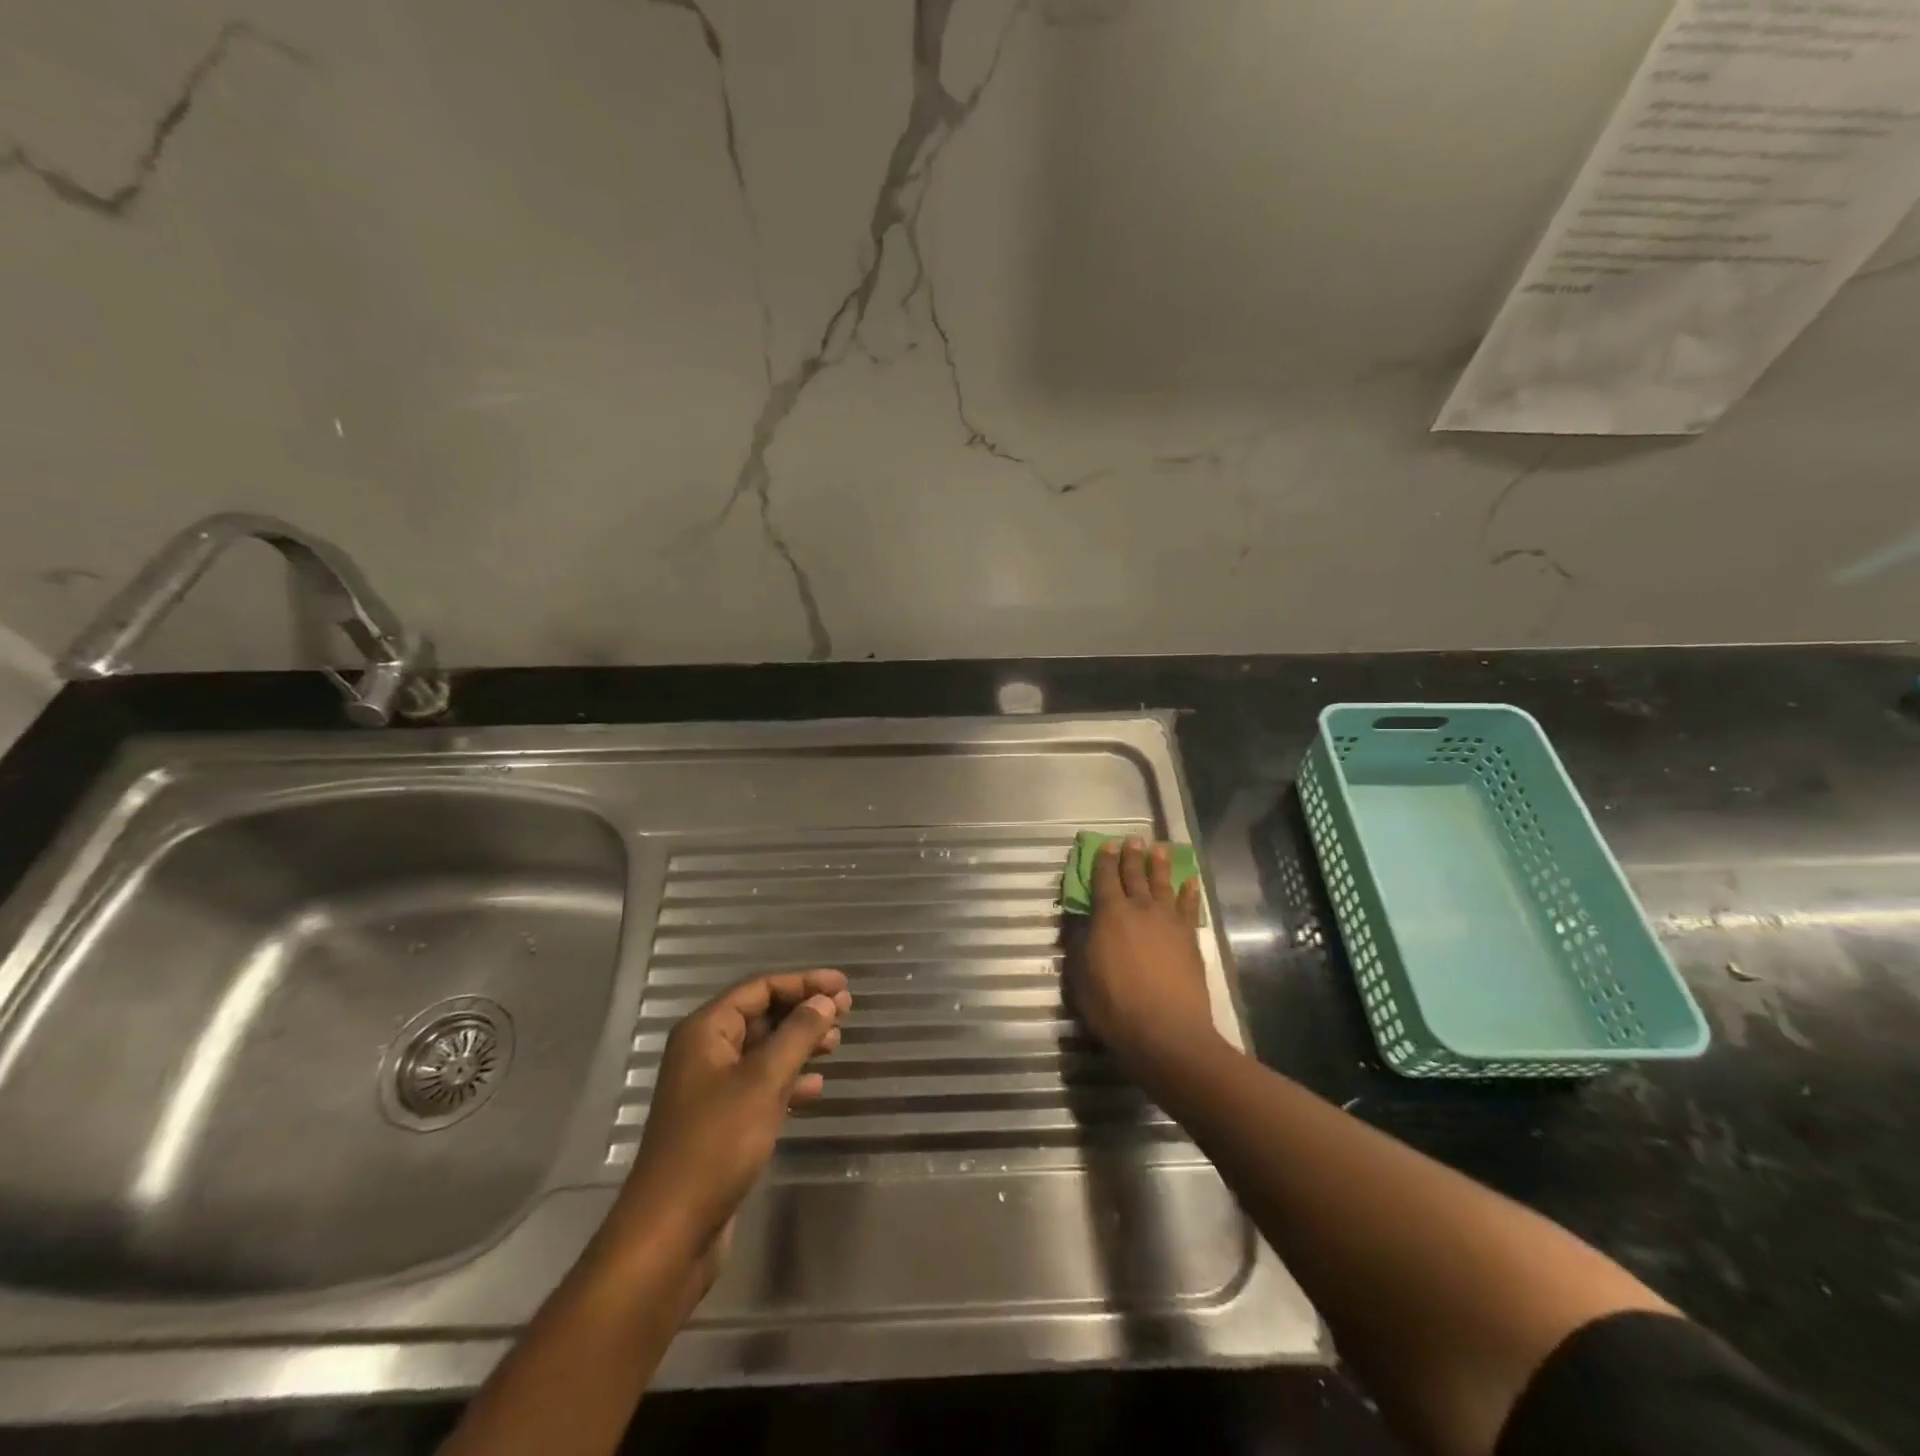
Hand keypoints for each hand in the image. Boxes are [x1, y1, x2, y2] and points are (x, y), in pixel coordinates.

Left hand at [604, 971, 852, 1273]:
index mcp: (705, 1032)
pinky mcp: (721, 1122)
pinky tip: (815, 1088)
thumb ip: (797, 1035)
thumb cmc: (716, 1144)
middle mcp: (705, 1052)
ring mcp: (711, 1089)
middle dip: (803, 1011)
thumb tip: (825, 1001)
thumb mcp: (763, 1081)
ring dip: (799, 1044)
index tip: (842, 985)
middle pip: (761, 1016)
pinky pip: (761, 1085)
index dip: (802, 982)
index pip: (759, 988)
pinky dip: (788, 1080)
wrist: (671, 1232)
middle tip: (845, 1012)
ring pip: (764, 1051)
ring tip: (835, 1045)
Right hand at [1065, 838, 1219, 1073]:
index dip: (1103, 861)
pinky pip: (1189, 907)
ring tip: (1159, 849)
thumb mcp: (1080, 976)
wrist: (1166, 1031)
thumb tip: (1079, 922)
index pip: (1104, 879)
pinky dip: (1189, 892)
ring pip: (1163, 884)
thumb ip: (1079, 944)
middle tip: (1133, 839)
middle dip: (1131, 856)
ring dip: (1159, 865)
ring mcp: (1168, 922)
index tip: (1106, 845)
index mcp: (1109, 915)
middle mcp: (1140, 909)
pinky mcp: (1189, 939)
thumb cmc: (1114, 1005)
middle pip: (1135, 875)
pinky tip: (1190, 882)